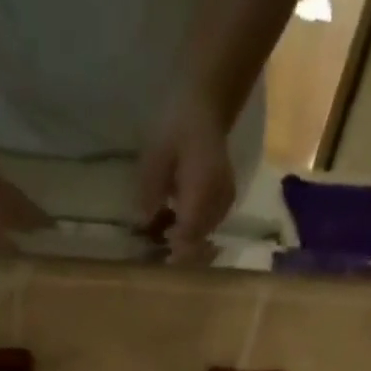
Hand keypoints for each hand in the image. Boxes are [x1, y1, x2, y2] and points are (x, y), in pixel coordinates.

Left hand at [137, 94, 237, 255]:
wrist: (207, 105)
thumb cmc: (177, 127)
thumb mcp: (156, 156)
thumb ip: (151, 190)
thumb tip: (144, 222)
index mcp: (202, 189)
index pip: (189, 236)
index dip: (173, 255)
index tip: (157, 265)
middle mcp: (219, 200)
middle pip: (198, 242)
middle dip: (177, 253)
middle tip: (154, 255)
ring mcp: (225, 202)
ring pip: (204, 237)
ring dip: (184, 244)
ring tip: (161, 239)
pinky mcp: (226, 201)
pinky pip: (208, 227)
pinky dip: (192, 233)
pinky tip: (174, 226)